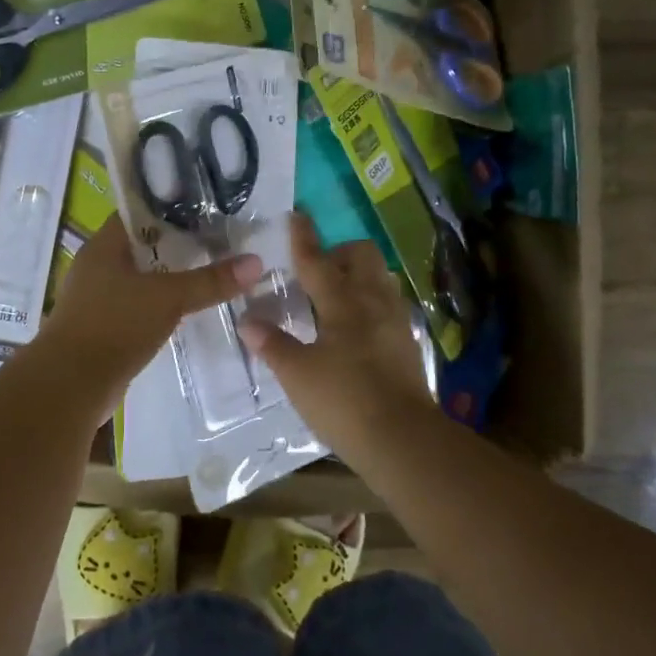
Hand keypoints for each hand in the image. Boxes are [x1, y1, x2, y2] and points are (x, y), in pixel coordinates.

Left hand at [40, 218, 262, 388]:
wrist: (71, 385)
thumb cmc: (115, 326)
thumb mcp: (168, 298)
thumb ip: (210, 281)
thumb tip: (255, 262)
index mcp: (103, 246)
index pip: (139, 214)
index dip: (171, 209)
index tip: (206, 211)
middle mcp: (96, 266)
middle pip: (142, 247)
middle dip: (177, 246)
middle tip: (218, 244)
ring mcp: (96, 299)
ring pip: (140, 279)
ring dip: (169, 279)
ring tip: (209, 275)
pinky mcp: (102, 327)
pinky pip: (136, 306)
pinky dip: (158, 306)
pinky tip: (185, 311)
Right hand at [239, 212, 435, 455]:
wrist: (404, 440)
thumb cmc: (344, 401)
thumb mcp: (297, 375)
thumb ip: (272, 344)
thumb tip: (247, 321)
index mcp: (343, 303)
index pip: (317, 260)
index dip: (303, 238)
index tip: (296, 215)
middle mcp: (373, 302)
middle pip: (362, 255)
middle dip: (339, 251)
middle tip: (316, 270)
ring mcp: (396, 321)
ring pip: (380, 277)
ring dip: (358, 274)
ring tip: (335, 296)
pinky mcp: (407, 342)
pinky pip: (388, 303)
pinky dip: (370, 300)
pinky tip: (356, 327)